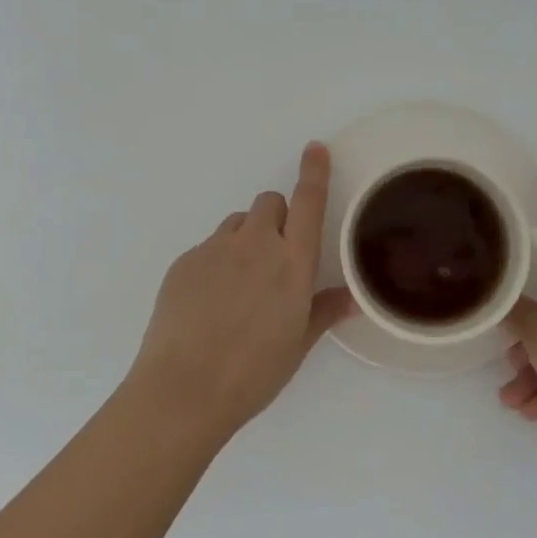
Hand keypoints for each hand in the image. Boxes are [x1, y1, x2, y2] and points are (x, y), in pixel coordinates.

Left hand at [126, 143, 354, 444]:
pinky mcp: (184, 261)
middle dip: (276, 219)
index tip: (315, 148)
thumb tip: (353, 298)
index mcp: (291, 262)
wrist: (183, 389)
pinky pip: (208, 247)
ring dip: (245, 240)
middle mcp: (254, 244)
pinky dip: (216, 262)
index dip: (314, 172)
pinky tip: (209, 303)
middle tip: (274, 259)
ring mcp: (214, 249)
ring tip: (239, 285)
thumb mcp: (297, 344)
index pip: (307, 202)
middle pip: (268, 203)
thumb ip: (324, 311)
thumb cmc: (253, 373)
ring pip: (237, 224)